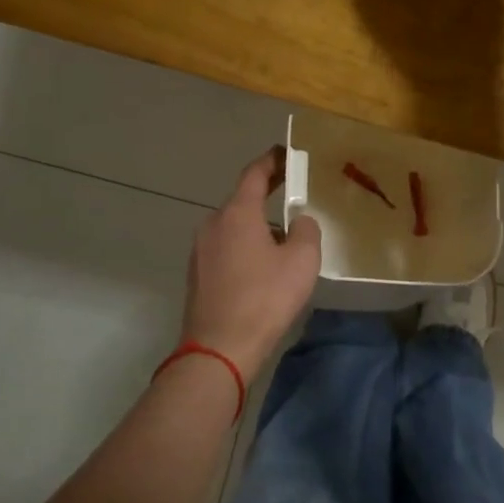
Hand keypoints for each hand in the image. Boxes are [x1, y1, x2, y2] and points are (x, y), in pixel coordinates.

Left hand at [181, 149, 321, 383]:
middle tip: (294, 202)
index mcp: (237, 213)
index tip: (286, 154)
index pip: (254, 174)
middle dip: (268, 199)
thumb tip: (298, 222)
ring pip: (234, 229)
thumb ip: (306, 231)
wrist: (219, 349)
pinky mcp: (197, 275)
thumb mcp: (301, 261)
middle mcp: (212, 224)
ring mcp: (200, 251)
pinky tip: (262, 273)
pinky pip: (226, 251)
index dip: (272, 161)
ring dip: (257, 229)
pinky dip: (245, 250)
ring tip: (284, 246)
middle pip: (243, 202)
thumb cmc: (264, 298)